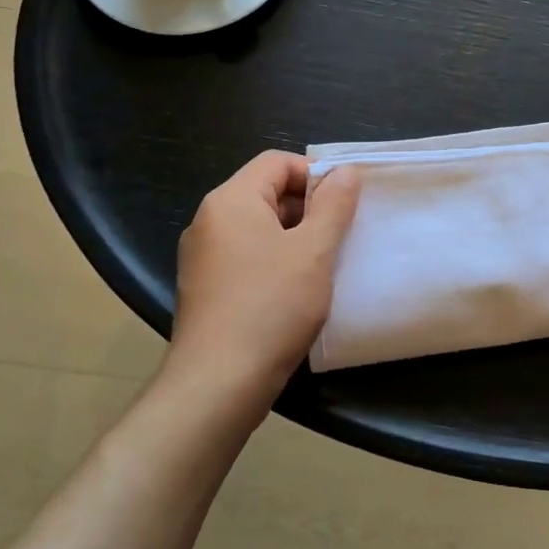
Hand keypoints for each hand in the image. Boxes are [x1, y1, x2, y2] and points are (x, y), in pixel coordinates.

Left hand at [167, 151, 360, 411]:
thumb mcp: (313, 251)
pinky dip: (275, 261)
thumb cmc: (270, 307)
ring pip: (258, 227)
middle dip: (308, 207)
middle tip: (341, 234)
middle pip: (266, 191)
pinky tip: (298, 290)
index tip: (345, 202)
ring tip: (324, 263)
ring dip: (294, 236)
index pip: (277, 162)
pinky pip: (246, 256)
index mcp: (230, 200)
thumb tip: (345, 171)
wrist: (217, 386)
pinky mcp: (205, 288)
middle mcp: (209, 220)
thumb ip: (333, 205)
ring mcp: (202, 257)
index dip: (316, 173)